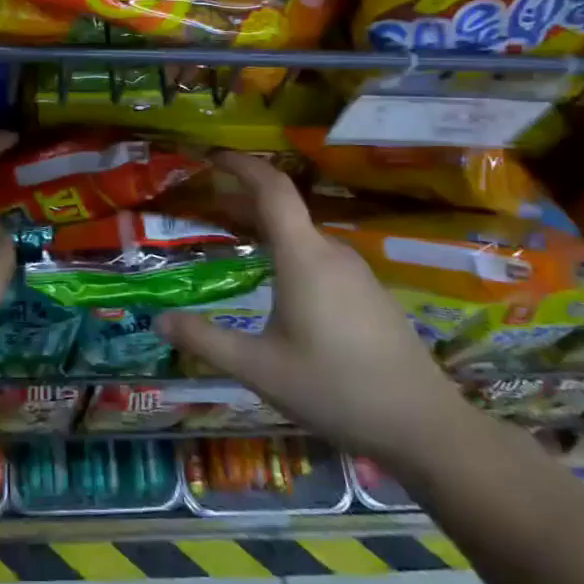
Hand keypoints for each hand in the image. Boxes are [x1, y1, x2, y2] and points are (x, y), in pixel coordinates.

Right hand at [156, 152, 473, 466]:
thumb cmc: (335, 389)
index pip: (272, 189)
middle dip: (243, 203)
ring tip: (236, 244)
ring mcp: (357, 273)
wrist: (424, 427)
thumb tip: (159, 319)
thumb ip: (206, 340)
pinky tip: (279, 287)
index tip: (212, 156)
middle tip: (206, 210)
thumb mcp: (259, 368)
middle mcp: (332, 253)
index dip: (242, 165)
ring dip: (267, 230)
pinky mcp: (370, 294)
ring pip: (303, 237)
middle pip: (284, 211)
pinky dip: (290, 253)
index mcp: (303, 257)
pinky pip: (321, 258)